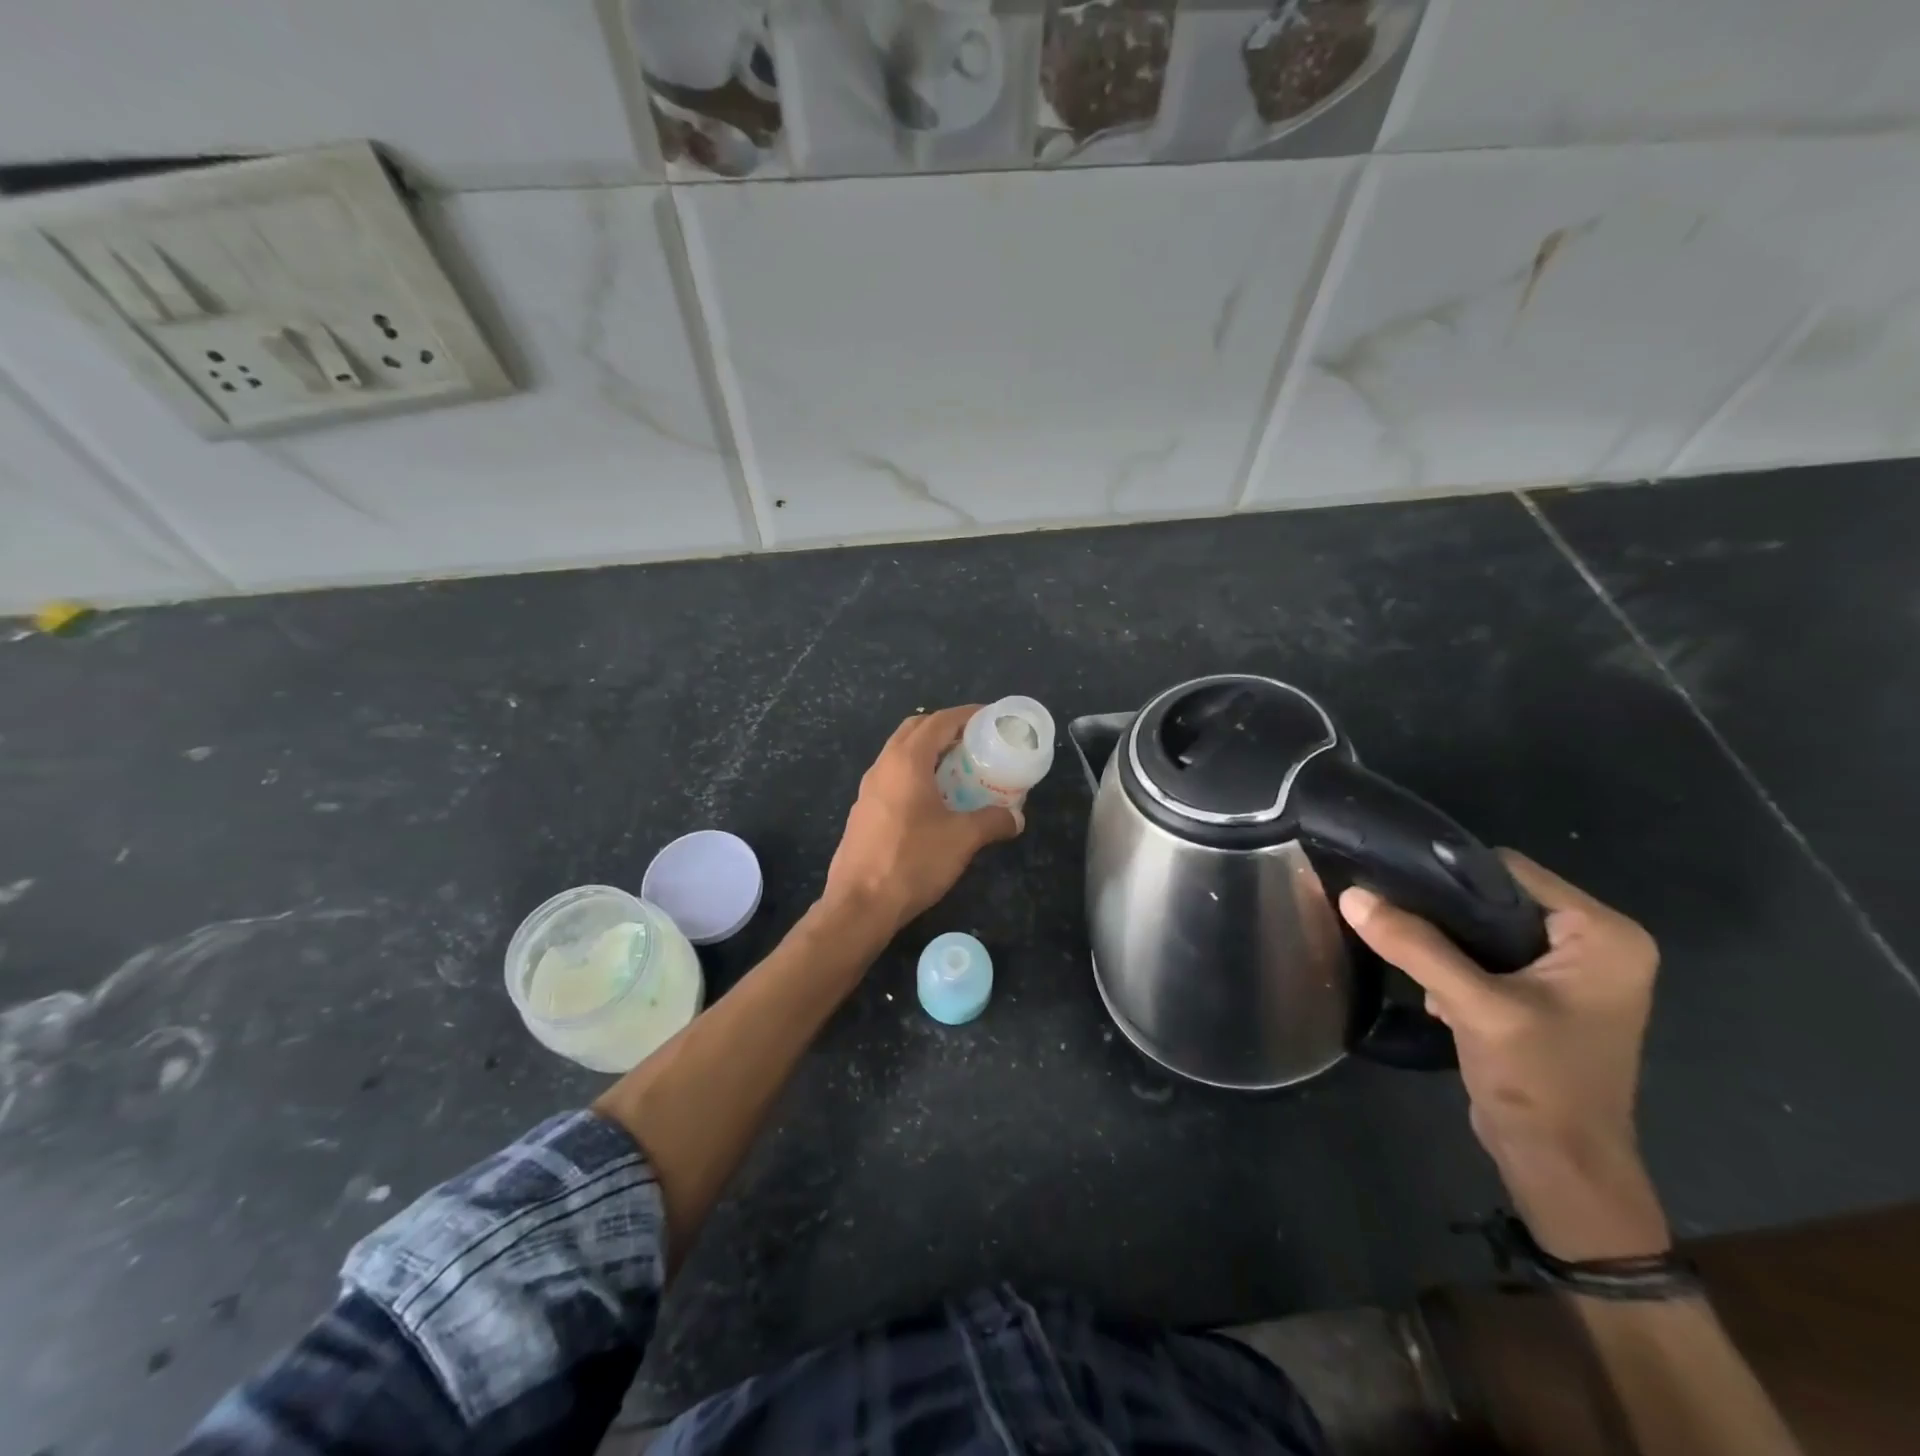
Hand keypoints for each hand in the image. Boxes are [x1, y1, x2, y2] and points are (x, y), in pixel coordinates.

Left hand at [823, 706, 1019, 935]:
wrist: (860, 905)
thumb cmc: (912, 861)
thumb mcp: (962, 839)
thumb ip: (993, 821)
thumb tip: (1016, 818)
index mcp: (906, 761)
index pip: (938, 721)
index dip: (966, 715)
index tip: (989, 717)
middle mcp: (883, 766)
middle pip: (915, 730)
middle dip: (945, 729)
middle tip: (974, 742)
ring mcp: (868, 789)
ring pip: (900, 755)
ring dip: (928, 753)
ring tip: (959, 770)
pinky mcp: (863, 812)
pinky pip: (892, 778)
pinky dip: (915, 775)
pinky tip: (933, 801)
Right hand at [1339, 851, 1669, 1259]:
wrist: (1560, 1167)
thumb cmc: (1539, 1082)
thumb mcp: (1474, 1006)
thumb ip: (1415, 946)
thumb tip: (1351, 894)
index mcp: (1605, 935)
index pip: (1511, 871)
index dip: (1449, 872)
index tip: (1390, 879)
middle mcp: (1597, 944)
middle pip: (1498, 896)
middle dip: (1443, 909)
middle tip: (1389, 913)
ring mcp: (1572, 972)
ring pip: (1487, 926)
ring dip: (1443, 939)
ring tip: (1404, 949)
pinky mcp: (1545, 995)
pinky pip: (1489, 955)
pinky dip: (1455, 963)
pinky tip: (1431, 987)